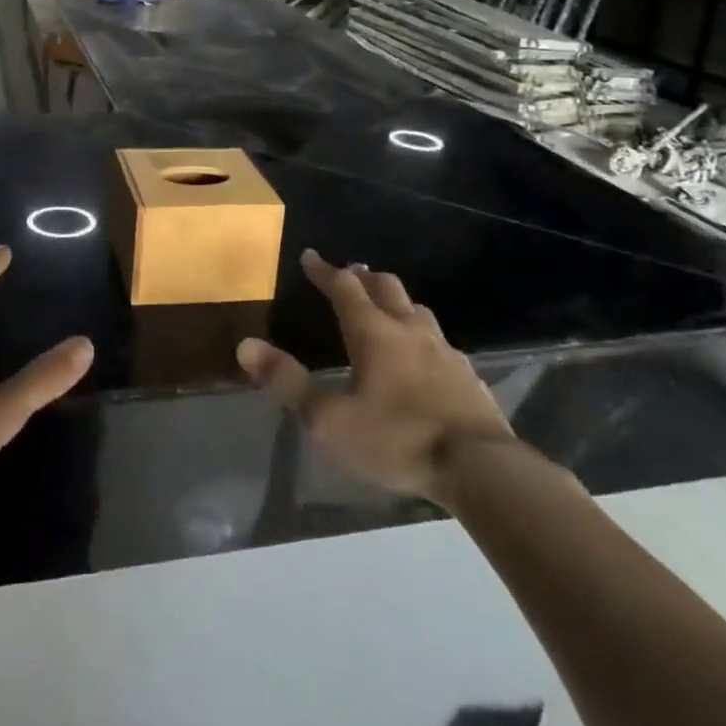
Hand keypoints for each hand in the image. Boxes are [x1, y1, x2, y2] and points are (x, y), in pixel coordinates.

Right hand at [237, 249, 516, 509]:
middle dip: (364, 277)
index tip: (310, 256)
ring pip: (416, 310)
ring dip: (395, 301)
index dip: (325, 271)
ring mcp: (444, 350)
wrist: (481, 469)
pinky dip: (421, 335)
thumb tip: (245, 345)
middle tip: (350, 274)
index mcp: (373, 332)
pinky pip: (439, 341)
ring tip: (385, 307)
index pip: (344, 287)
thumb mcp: (329, 419)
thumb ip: (286, 381)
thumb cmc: (396, 439)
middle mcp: (409, 330)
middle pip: (386, 287)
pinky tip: (423, 356)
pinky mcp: (468, 376)